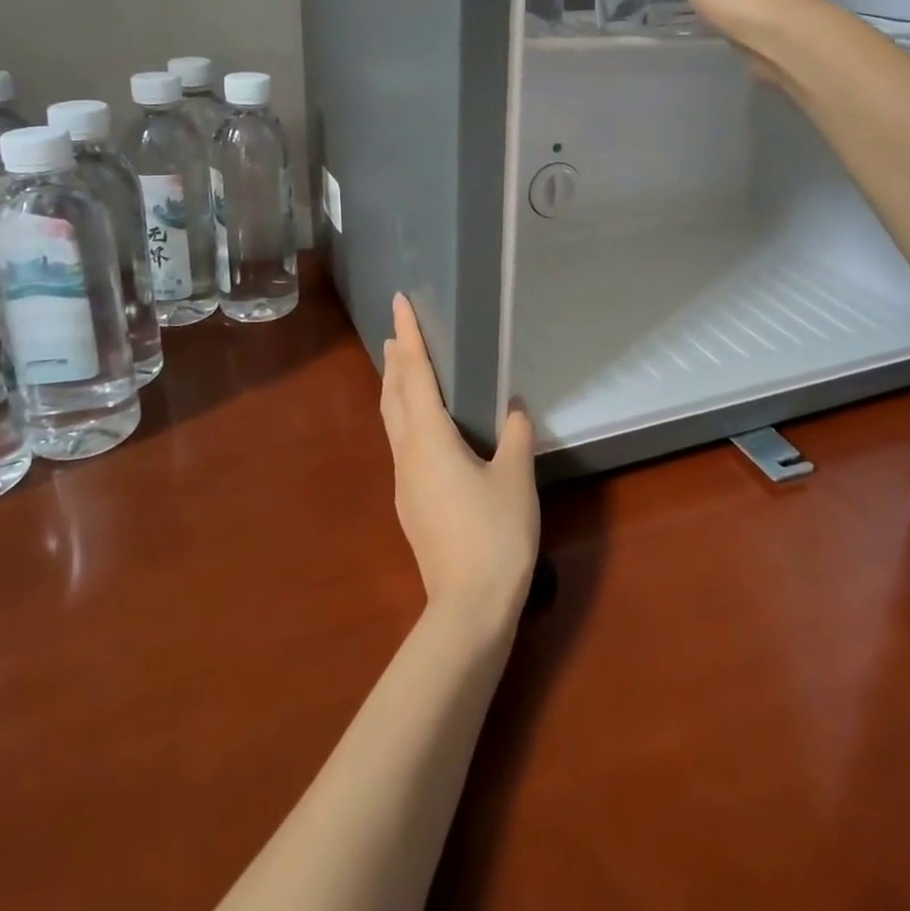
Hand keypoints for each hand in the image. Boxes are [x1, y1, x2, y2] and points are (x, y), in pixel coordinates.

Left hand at [380, 294, 539, 631]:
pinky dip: (405, 417)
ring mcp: (404, 482)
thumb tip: (515, 408)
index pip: (414, 374)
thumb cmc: (495, 534)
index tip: (398, 303)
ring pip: (393, 422)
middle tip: (399, 332)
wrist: (469, 607)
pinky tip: (422, 428)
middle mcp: (408, 454)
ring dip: (395, 389)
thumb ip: (517, 436)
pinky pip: (401, 444)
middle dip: (395, 360)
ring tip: (402, 369)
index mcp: (430, 439)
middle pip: (393, 395)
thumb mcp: (516, 478)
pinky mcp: (410, 504)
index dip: (408, 335)